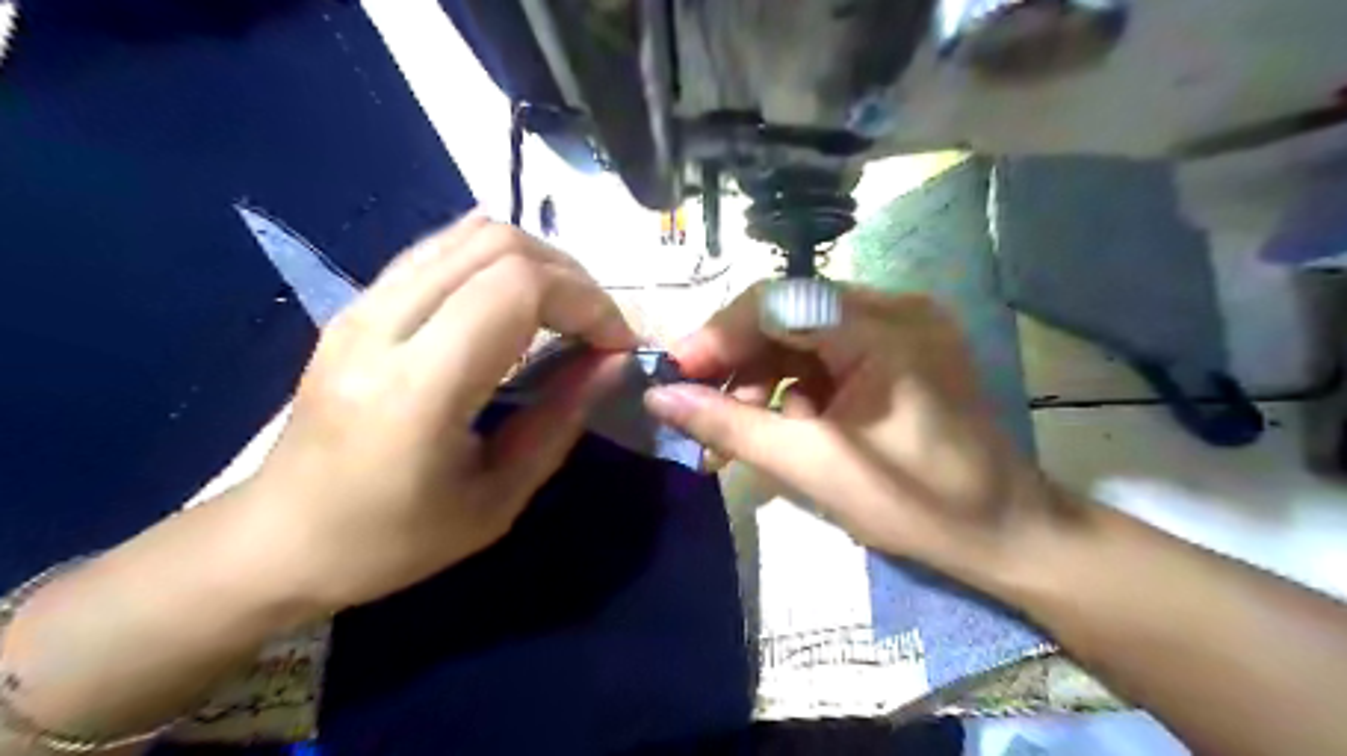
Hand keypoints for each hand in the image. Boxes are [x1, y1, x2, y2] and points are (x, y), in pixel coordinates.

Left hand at [249, 213, 636, 613]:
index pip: (518, 288)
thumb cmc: (393, 539)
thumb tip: (613, 362)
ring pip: (471, 233)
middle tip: (598, 328)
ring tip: (567, 310)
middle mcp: (383, 325)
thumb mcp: (498, 499)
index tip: (617, 344)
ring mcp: (362, 304)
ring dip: (539, 262)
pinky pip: (441, 248)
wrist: (278, 538)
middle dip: (572, 278)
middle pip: (499, 245)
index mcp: (418, 387)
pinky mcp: (358, 301)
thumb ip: (561, 420)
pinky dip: (498, 258)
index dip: (586, 303)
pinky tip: (519, 296)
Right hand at [641, 284, 1064, 577]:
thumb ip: (730, 425)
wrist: (1004, 533)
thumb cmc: (915, 504)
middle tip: (701, 405)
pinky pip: (828, 351)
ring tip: (738, 426)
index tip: (678, 375)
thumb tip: (659, 396)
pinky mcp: (899, 349)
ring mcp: (901, 326)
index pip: (779, 301)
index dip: (720, 334)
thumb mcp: (811, 465)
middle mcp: (894, 308)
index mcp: (883, 328)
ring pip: (803, 333)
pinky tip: (785, 421)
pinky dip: (795, 383)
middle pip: (788, 312)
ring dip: (762, 375)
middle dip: (738, 359)